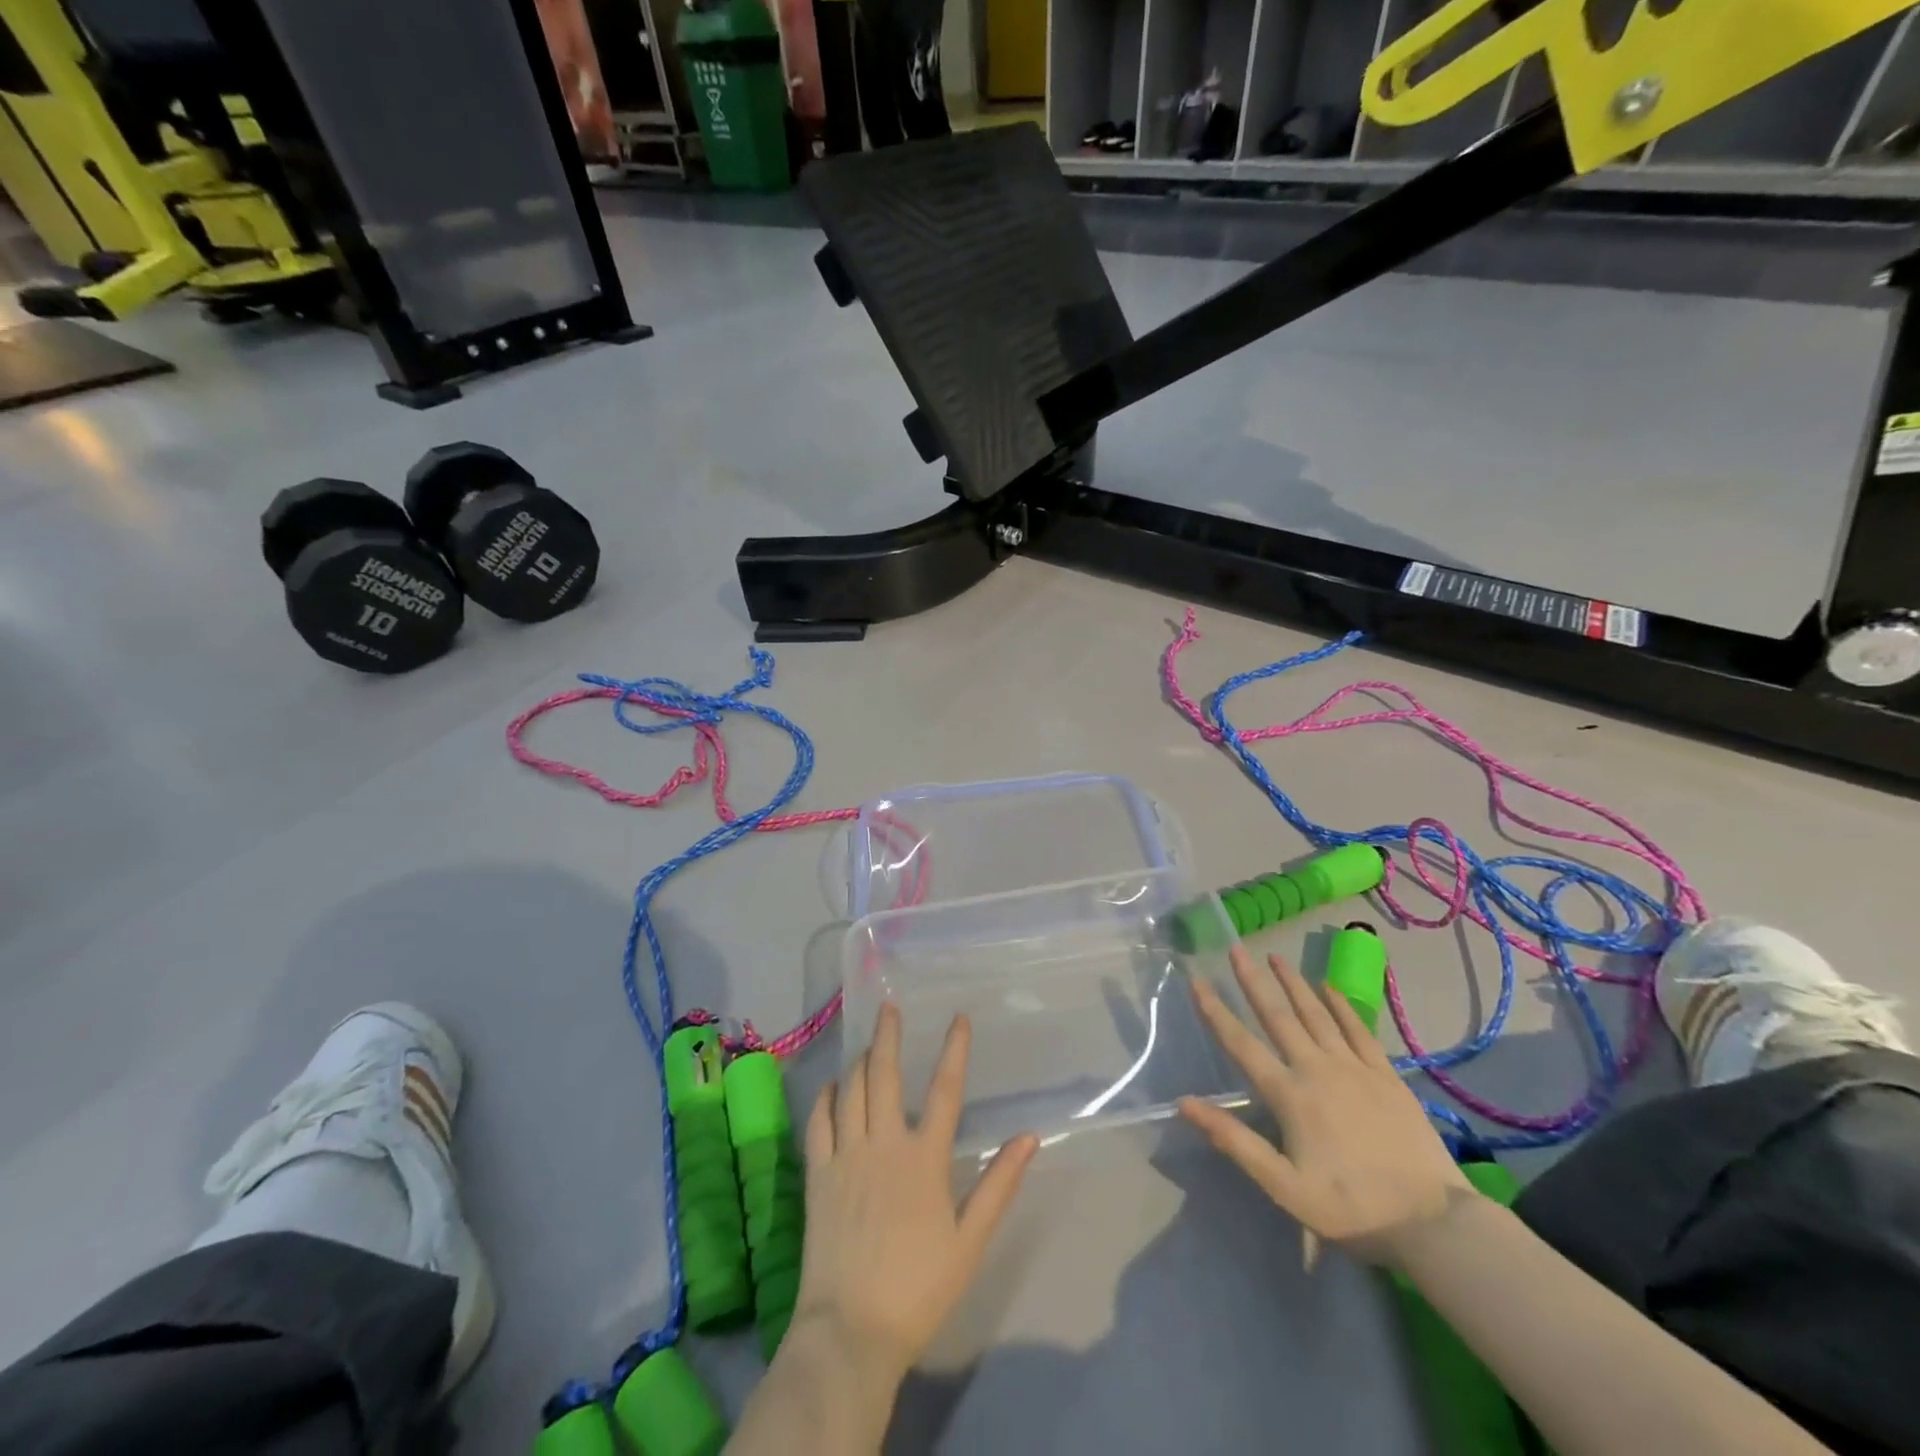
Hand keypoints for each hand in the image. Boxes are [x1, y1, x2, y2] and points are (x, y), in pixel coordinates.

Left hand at [794, 1005, 1038, 1377]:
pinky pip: (818, 1122)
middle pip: (884, 1076)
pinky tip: (831, 1086)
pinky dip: (825, 1097)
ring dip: (859, 1060)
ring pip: (850, 1090)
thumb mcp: (970, 1240)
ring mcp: (846, 1156)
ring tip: (866, 1042)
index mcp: (924, 1158)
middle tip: (889, 1007)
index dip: (954, 1050)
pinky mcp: (817, 1175)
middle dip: (888, 1036)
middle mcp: (883, 1144)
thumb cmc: (919, 1288)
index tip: (959, 1018)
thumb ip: (999, 1185)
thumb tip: (1029, 1137)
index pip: (945, 1090)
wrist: (851, 1331)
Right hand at [1180, 946, 1471, 1264]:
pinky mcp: (1386, 1075)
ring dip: (1293, 983)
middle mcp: (1317, 1068)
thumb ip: (1235, 1141)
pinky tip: (1328, 987)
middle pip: (1277, 1016)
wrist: (1434, 1223)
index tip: (1197, 980)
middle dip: (1253, 980)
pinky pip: (1358, 1029)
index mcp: (1289, 1094)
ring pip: (1316, 1014)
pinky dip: (1340, 1005)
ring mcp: (1355, 1068)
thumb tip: (1185, 1103)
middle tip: (1236, 948)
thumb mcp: (1284, 1187)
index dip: (1216, 1012)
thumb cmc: (1351, 1208)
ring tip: (1275, 956)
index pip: (1241, 1044)